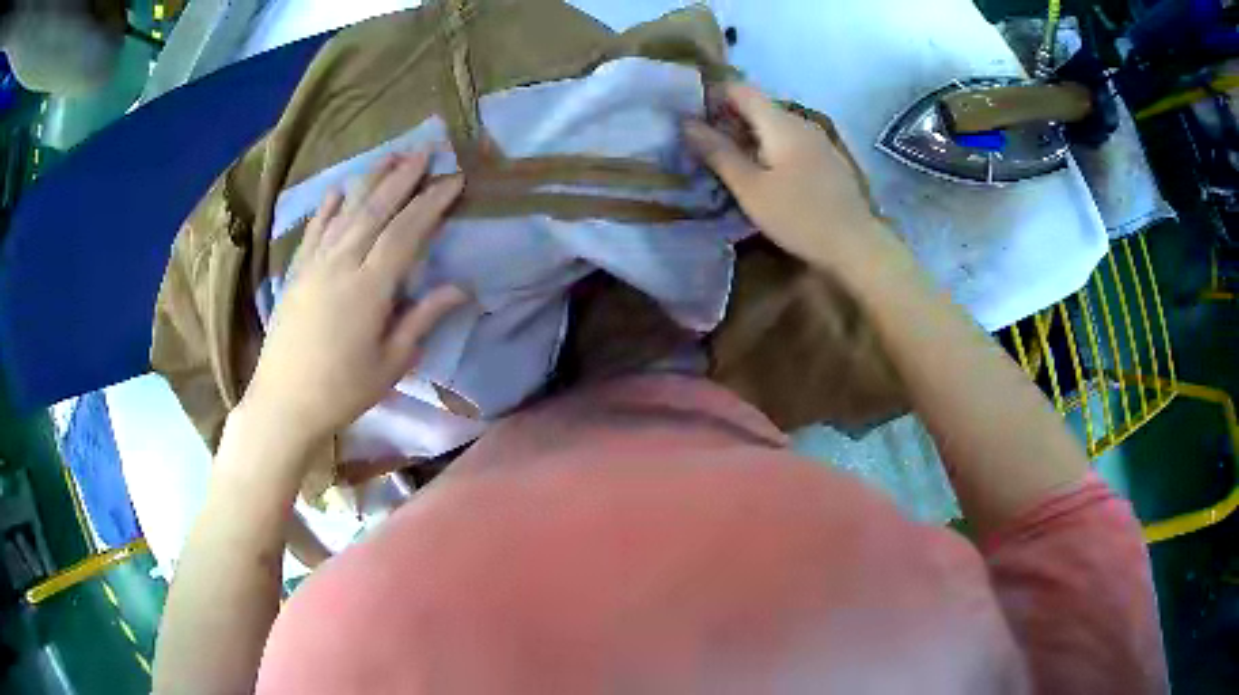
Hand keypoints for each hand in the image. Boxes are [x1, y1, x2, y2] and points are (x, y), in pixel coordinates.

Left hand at [242, 151, 469, 450]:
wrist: (283, 402)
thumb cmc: (342, 390)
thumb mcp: (391, 362)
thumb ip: (423, 318)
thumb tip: (461, 288)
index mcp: (369, 287)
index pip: (407, 232)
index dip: (431, 202)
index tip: (454, 179)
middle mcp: (342, 264)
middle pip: (376, 209)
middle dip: (403, 177)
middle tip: (426, 150)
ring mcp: (315, 264)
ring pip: (347, 211)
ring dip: (370, 181)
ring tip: (391, 157)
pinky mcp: (296, 272)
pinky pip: (315, 230)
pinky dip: (328, 207)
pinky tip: (339, 189)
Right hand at [684, 83, 906, 281]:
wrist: (856, 246)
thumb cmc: (799, 216)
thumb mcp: (750, 188)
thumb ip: (718, 153)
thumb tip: (686, 124)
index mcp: (780, 122)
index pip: (740, 89)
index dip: (713, 97)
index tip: (692, 119)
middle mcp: (800, 122)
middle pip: (758, 107)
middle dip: (728, 120)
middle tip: (704, 147)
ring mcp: (818, 140)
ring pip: (775, 126)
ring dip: (749, 137)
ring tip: (730, 164)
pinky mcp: (827, 160)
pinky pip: (791, 143)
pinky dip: (770, 150)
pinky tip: (765, 176)